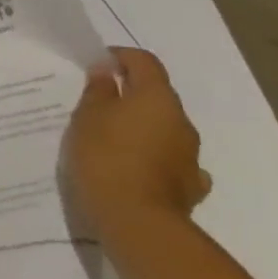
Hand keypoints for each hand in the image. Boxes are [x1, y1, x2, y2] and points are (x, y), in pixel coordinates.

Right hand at [62, 47, 211, 237]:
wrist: (137, 221)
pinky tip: (137, 167)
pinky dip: (155, 157)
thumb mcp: (87, 116)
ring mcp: (190, 155)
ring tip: (110, 139)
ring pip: (164, 128)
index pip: (144, 62)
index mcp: (156, 98)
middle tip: (97, 104)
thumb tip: (106, 70)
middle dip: (130, 94)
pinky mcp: (190, 185)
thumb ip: (99, 90)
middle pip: (156, 95)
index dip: (121, 57)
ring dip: (141, 127)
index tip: (97, 64)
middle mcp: (181, 121)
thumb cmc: (105, 157)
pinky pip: (171, 159)